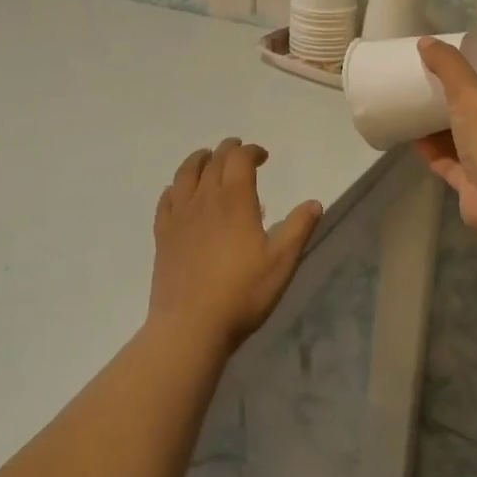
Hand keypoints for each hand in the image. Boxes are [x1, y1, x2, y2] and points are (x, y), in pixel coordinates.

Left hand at [150, 138, 323, 354]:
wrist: (190, 326)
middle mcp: (204, 199)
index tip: (263, 156)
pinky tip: (177, 192)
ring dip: (198, 160)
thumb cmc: (242, 293)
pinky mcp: (162, 235)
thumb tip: (314, 203)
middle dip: (228, 150)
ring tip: (206, 157)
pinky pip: (166, 200)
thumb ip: (299, 228)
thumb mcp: (281, 262)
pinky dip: (174, 187)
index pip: (240, 159)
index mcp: (235, 200)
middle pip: (213, 161)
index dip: (252, 151)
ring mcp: (179, 216)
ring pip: (185, 174)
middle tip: (239, 150)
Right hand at [415, 37, 476, 240]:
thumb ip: (448, 65)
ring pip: (458, 139)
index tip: (435, 71)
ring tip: (407, 111)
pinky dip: (430, 151)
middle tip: (416, 90)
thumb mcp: (470, 91)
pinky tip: (409, 139)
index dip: (464, 78)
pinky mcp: (473, 184)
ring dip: (435, 128)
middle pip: (471, 113)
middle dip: (446, 103)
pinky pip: (447, 162)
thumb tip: (426, 41)